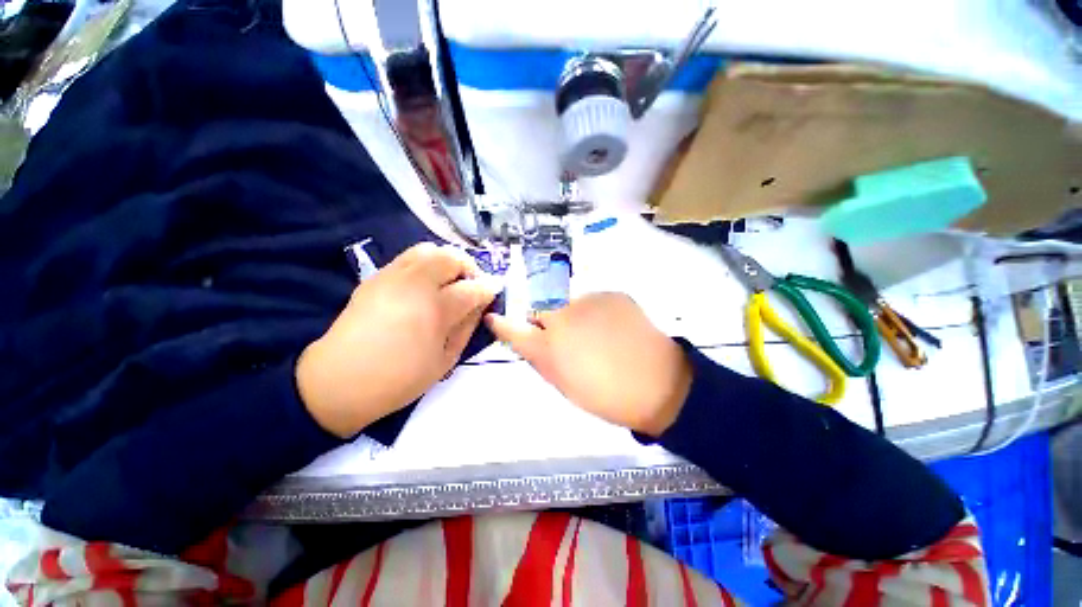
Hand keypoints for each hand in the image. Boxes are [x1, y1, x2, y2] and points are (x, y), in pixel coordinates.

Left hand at [297, 243, 496, 437]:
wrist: (339, 381)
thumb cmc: (400, 379)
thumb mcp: (446, 360)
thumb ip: (467, 326)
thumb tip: (481, 304)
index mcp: (435, 310)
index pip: (472, 288)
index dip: (488, 288)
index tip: (494, 291)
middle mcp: (414, 285)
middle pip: (450, 257)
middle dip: (468, 267)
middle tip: (471, 285)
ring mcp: (391, 277)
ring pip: (428, 249)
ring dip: (447, 261)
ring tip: (450, 280)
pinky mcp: (376, 277)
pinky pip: (408, 257)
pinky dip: (426, 264)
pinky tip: (426, 284)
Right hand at [486, 293, 691, 436]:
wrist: (658, 383)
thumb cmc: (606, 395)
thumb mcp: (564, 384)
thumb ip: (541, 358)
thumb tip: (529, 340)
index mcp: (549, 346)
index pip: (514, 330)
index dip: (502, 324)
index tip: (495, 319)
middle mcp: (563, 316)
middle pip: (542, 309)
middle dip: (546, 320)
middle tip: (565, 338)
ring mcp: (589, 300)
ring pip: (569, 303)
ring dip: (574, 315)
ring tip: (597, 335)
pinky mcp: (612, 294)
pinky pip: (594, 301)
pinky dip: (596, 311)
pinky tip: (614, 328)